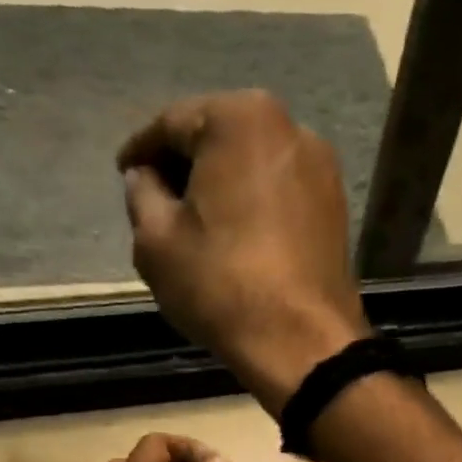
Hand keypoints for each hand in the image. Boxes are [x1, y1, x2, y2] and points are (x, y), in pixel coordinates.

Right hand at [118, 90, 370, 412]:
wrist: (304, 344)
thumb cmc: (222, 285)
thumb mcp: (156, 241)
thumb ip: (141, 195)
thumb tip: (145, 178)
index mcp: (240, 118)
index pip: (172, 124)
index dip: (142, 152)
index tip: (125, 174)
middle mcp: (290, 127)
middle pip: (219, 139)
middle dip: (186, 167)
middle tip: (158, 200)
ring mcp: (322, 169)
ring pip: (253, 167)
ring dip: (222, 187)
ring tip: (196, 224)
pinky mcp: (336, 208)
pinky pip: (280, 194)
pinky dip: (254, 206)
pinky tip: (236, 237)